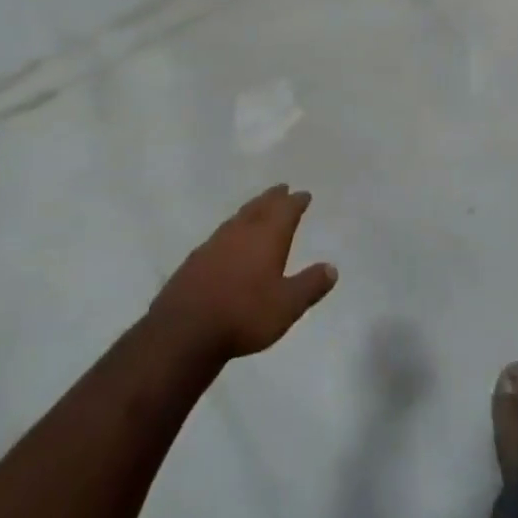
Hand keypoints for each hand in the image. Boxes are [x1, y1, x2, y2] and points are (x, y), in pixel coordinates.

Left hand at [150, 185, 337, 359]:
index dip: (296, 202)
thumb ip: (310, 285)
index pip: (285, 211)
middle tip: (282, 188)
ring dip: (252, 208)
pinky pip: (222, 233)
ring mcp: (215, 243)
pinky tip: (230, 238)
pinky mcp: (196, 258)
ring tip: (259, 207)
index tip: (303, 194)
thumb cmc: (244, 315)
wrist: (186, 329)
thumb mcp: (287, 305)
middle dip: (273, 197)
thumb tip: (332, 268)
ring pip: (239, 217)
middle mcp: (241, 232)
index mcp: (267, 237)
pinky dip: (233, 227)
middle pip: (260, 206)